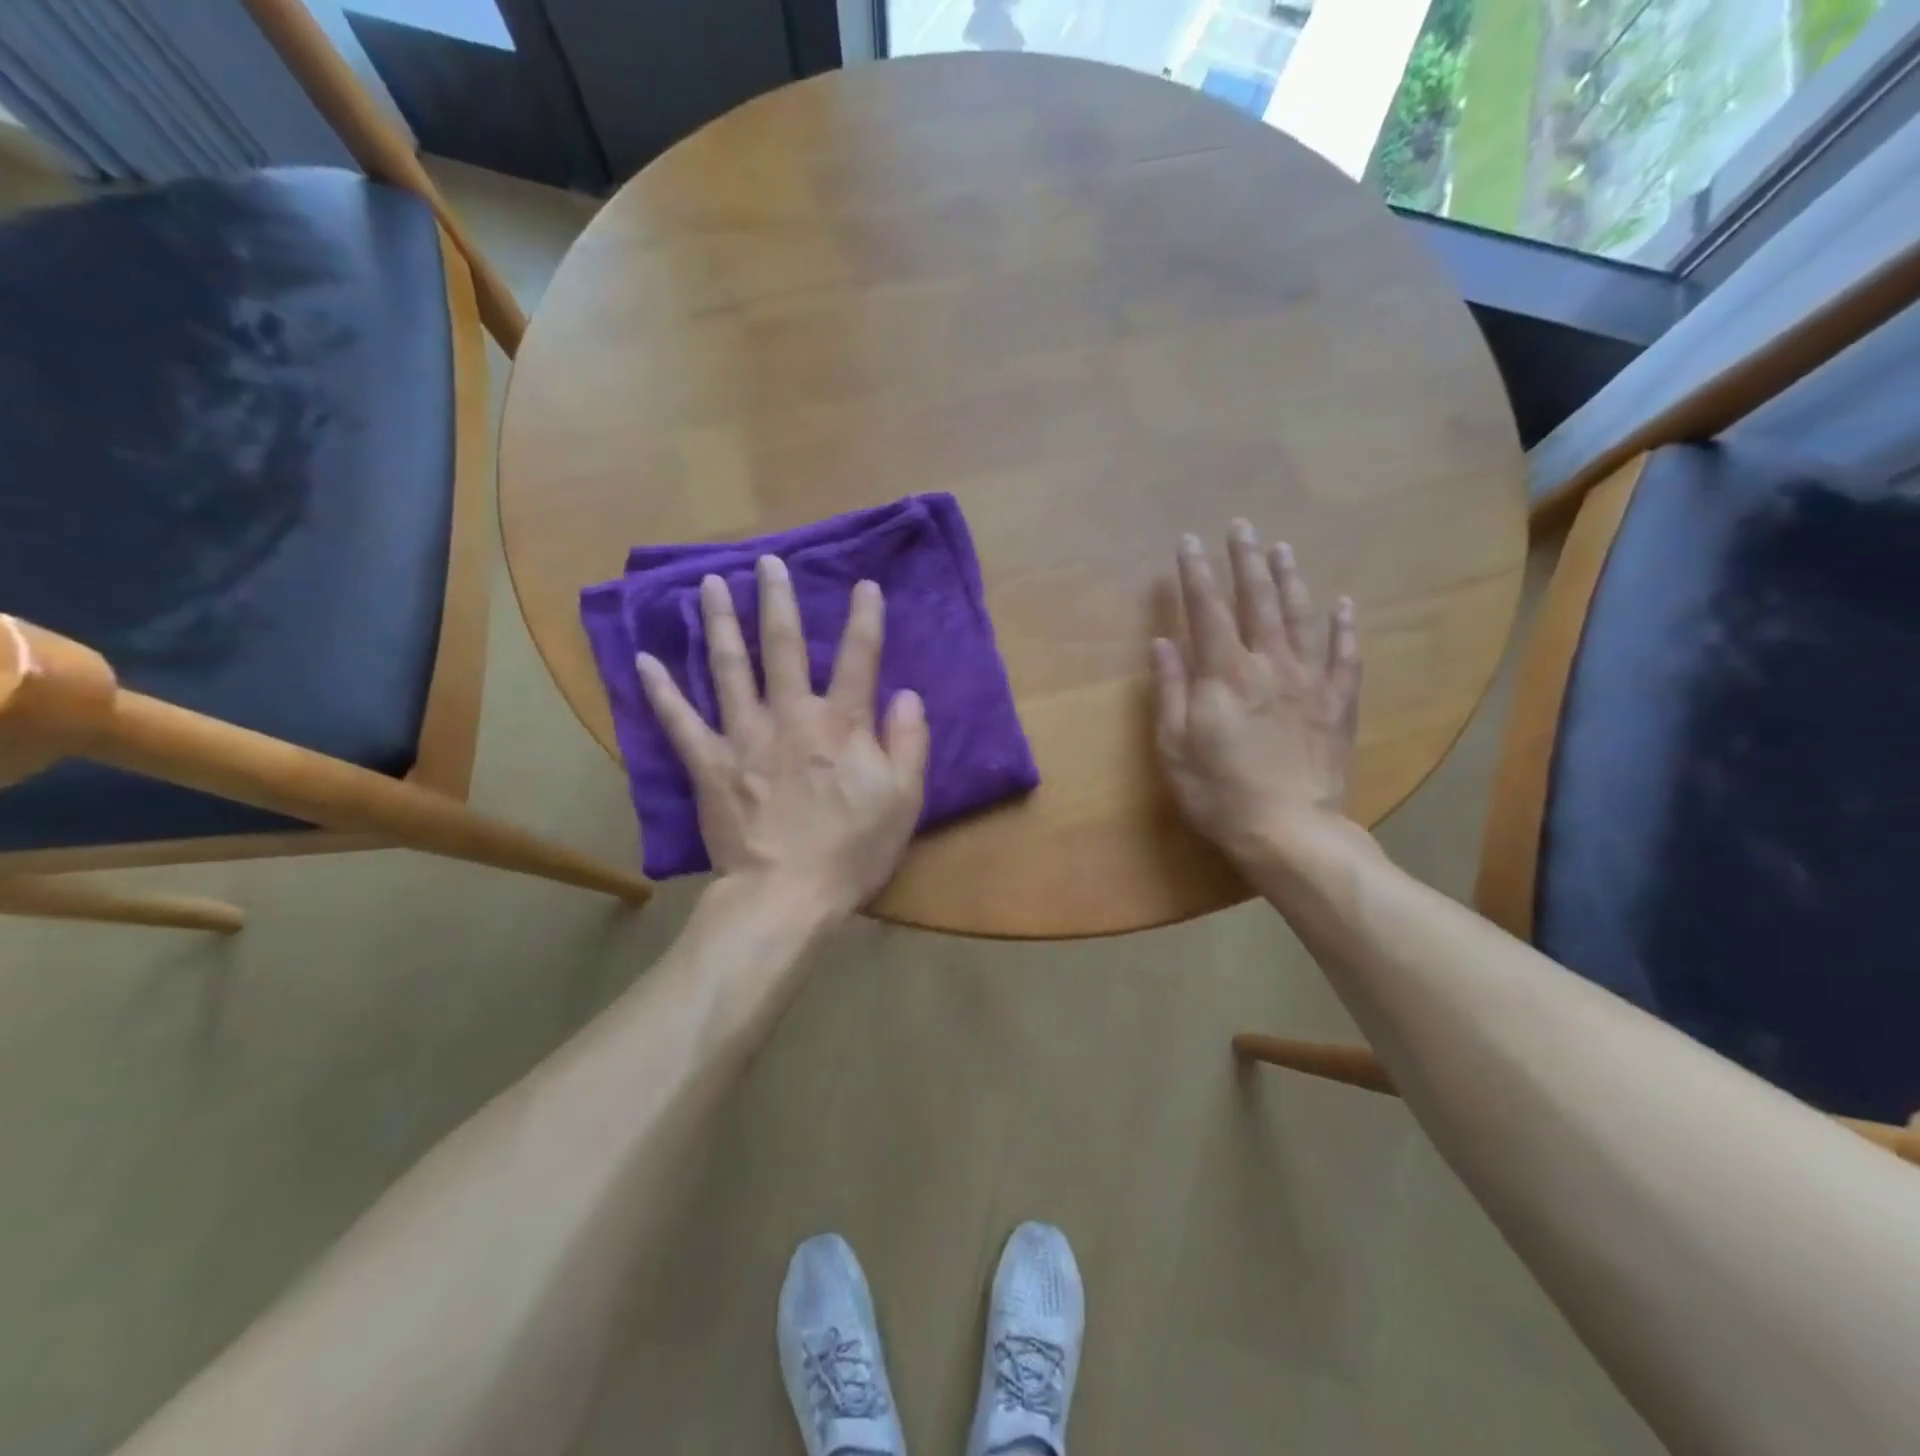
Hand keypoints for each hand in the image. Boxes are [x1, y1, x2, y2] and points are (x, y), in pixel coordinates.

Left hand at [637, 556, 929, 919]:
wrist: (786, 896)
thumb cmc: (852, 851)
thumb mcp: (903, 800)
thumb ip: (908, 743)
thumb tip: (907, 695)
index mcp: (841, 724)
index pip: (860, 658)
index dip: (865, 619)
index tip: (864, 586)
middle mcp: (790, 716)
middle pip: (784, 647)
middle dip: (778, 600)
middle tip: (769, 562)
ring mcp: (744, 737)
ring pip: (729, 668)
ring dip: (721, 622)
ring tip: (710, 583)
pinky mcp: (710, 765)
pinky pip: (679, 722)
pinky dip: (660, 690)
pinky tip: (642, 659)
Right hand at [1152, 522, 1361, 867]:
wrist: (1289, 832)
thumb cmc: (1219, 793)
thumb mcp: (1174, 747)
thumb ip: (1171, 690)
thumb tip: (1163, 641)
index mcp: (1224, 675)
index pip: (1206, 611)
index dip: (1195, 573)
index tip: (1188, 541)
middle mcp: (1269, 666)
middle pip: (1257, 601)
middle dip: (1246, 560)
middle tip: (1241, 525)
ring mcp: (1310, 681)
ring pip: (1301, 617)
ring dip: (1290, 579)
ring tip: (1283, 548)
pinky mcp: (1338, 703)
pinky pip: (1345, 656)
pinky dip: (1344, 627)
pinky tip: (1344, 604)